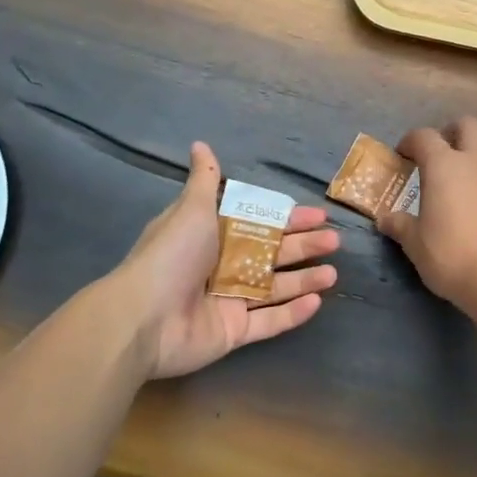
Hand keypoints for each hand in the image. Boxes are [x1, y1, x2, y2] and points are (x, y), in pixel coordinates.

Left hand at [115, 142, 338, 379]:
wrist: (143, 318)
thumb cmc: (171, 257)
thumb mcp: (191, 210)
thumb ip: (204, 181)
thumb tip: (200, 144)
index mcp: (214, 236)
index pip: (261, 223)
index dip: (289, 219)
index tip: (319, 215)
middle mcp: (223, 267)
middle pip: (272, 254)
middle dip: (304, 247)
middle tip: (334, 241)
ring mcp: (229, 302)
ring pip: (275, 288)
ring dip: (304, 279)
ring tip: (333, 274)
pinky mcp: (233, 332)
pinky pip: (269, 322)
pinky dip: (292, 313)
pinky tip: (316, 302)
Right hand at [379, 116, 476, 314]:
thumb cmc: (453, 257)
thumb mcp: (417, 245)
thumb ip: (401, 226)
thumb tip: (386, 219)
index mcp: (444, 165)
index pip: (423, 137)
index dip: (410, 141)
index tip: (403, 154)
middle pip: (467, 125)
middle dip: (451, 132)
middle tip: (440, 153)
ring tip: (471, 168)